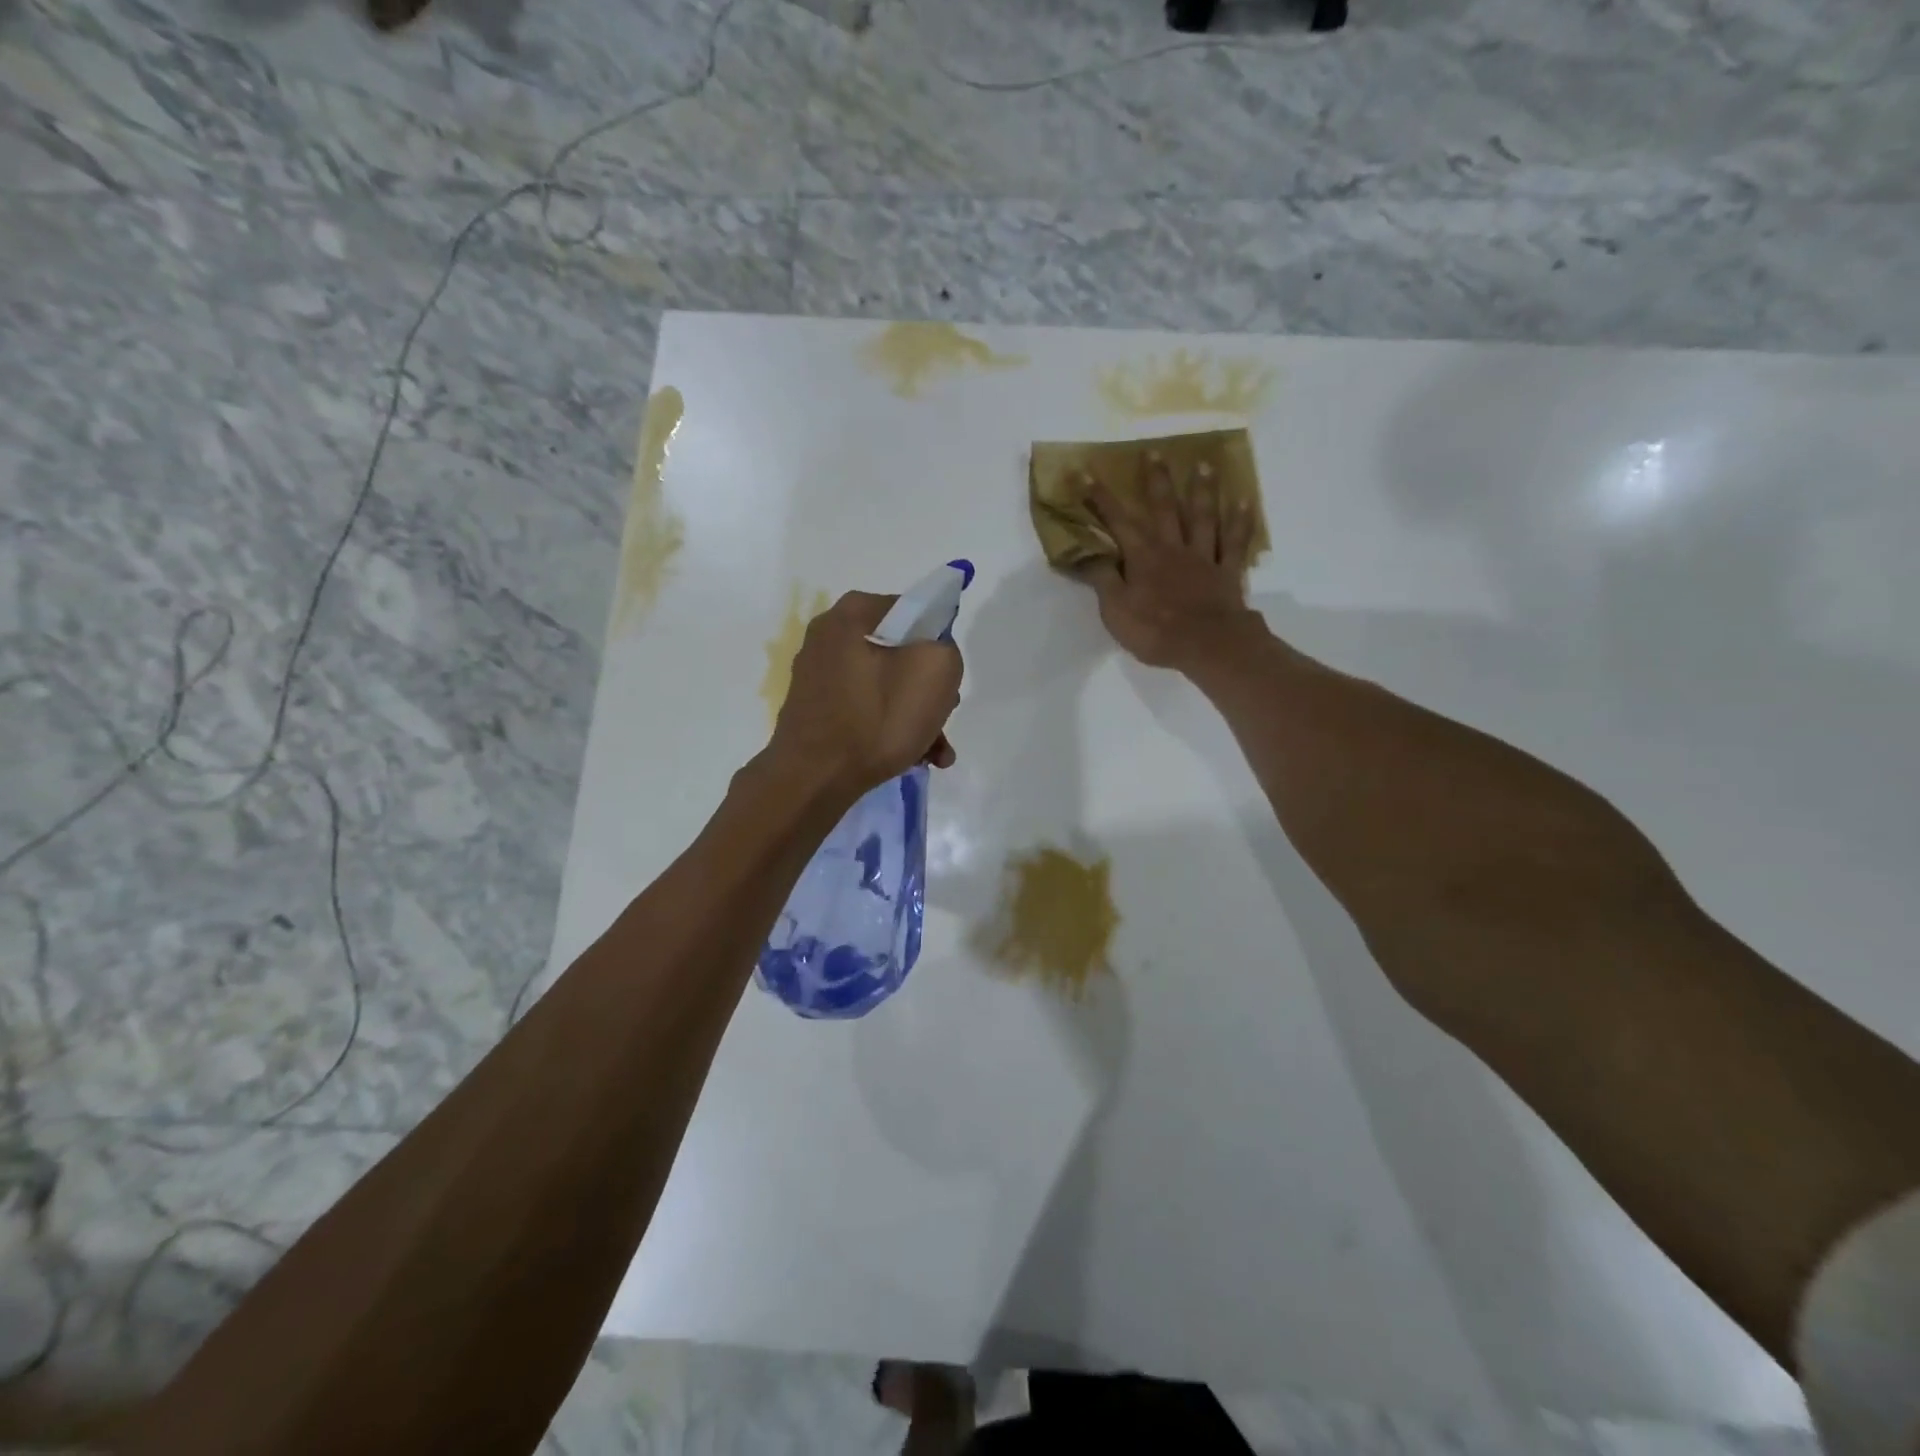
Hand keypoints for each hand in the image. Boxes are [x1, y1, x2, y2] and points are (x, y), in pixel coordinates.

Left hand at [767, 591, 962, 799]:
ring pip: (886, 687)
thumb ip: (946, 649)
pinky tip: (915, 758)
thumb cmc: (876, 718)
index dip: (938, 641)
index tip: (947, 676)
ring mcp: (818, 677)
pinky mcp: (816, 712)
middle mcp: (827, 638)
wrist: (814, 780)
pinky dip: (891, 729)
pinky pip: (865, 711)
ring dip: (917, 716)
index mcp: (849, 615)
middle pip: (900, 653)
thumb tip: (933, 656)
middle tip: (943, 714)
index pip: (912, 610)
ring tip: (936, 751)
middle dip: (929, 687)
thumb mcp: (935, 670)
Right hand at [1079, 453, 1265, 669]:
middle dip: (1156, 480)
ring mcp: (1204, 558)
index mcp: (1143, 558)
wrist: (1208, 645)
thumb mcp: (1116, 611)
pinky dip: (1241, 522)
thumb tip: (1086, 553)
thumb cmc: (1156, 631)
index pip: (1118, 522)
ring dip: (1203, 490)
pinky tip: (1245, 502)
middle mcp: (1173, 548)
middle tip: (1155, 451)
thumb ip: (1103, 579)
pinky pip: (1235, 543)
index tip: (1086, 472)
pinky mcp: (1228, 573)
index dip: (1100, 498)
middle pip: (1164, 508)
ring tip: (1204, 464)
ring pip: (1203, 517)